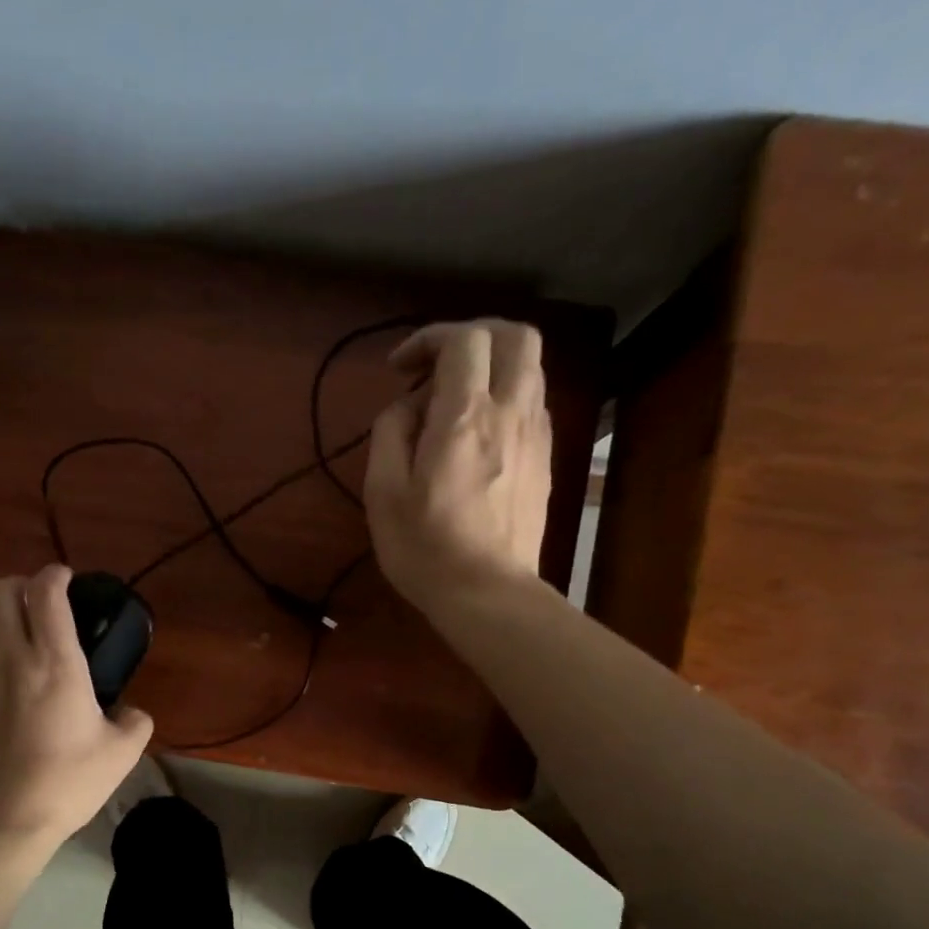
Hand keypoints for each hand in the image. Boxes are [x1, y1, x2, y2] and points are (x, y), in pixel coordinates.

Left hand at [0, 565, 153, 843]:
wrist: (6, 816)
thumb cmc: (68, 780)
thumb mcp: (122, 752)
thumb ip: (135, 721)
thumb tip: (132, 712)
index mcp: (56, 661)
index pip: (47, 592)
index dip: (56, 574)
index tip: (66, 579)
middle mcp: (10, 655)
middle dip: (19, 585)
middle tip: (37, 603)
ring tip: (11, 629)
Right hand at [363, 319, 552, 616]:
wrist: (488, 594)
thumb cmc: (425, 547)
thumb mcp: (383, 491)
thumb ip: (390, 432)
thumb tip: (409, 405)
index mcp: (465, 417)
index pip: (463, 339)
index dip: (429, 338)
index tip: (400, 369)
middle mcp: (511, 413)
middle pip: (516, 334)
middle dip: (474, 334)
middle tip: (438, 365)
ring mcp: (536, 436)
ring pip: (530, 367)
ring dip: (492, 366)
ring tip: (455, 402)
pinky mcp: (545, 460)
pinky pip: (532, 404)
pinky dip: (505, 397)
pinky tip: (478, 434)